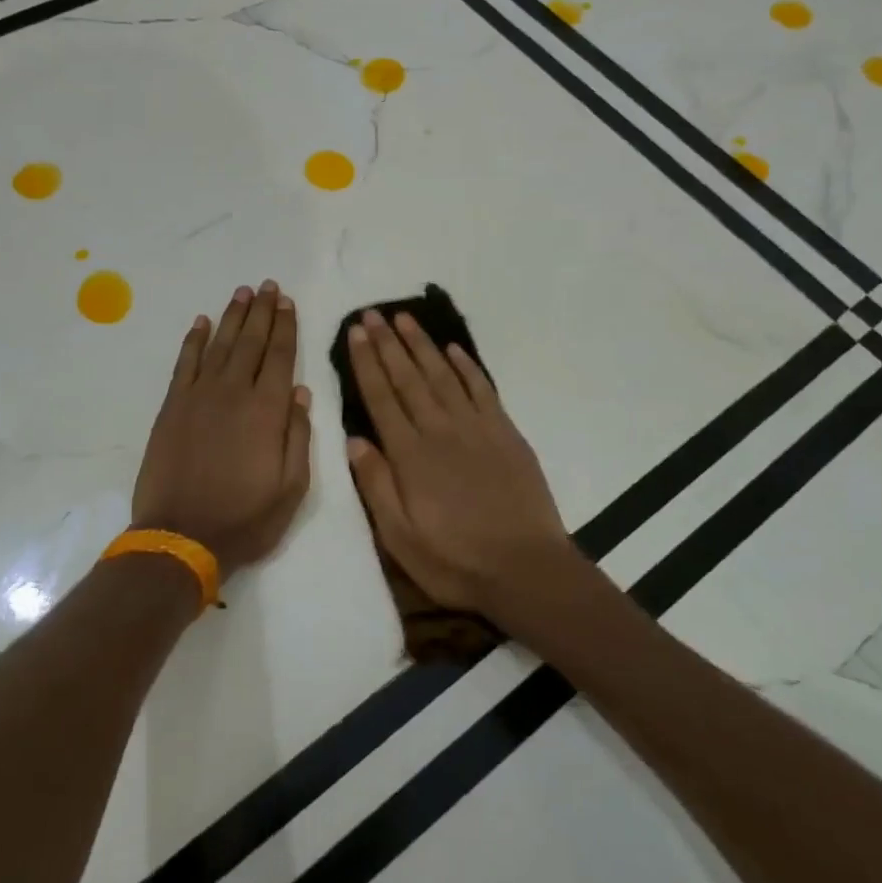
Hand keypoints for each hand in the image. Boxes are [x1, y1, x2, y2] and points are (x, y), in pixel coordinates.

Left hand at [132, 281, 312, 576]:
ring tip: (242, 293)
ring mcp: (199, 396)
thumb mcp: (291, 488)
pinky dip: (194, 340)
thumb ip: (298, 436)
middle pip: (251, 342)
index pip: (280, 357)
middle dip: (262, 312)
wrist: (181, 536)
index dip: (286, 327)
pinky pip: (185, 363)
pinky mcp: (172, 407)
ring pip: (220, 345)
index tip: (288, 302)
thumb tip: (301, 392)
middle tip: (268, 286)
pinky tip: (201, 322)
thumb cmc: (245, 518)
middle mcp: (234, 393)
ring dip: (232, 317)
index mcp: (267, 411)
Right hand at [343, 310, 576, 627]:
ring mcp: (476, 428)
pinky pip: (481, 389)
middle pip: (409, 377)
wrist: (527, 569)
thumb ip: (376, 485)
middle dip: (388, 343)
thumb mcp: (400, 538)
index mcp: (410, 455)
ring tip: (405, 318)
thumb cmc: (456, 561)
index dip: (367, 363)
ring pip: (443, 375)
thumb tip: (354, 439)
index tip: (356, 333)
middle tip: (373, 313)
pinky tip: (454, 349)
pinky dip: (466, 365)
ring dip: (422, 344)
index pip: (381, 397)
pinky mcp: (505, 433)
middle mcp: (440, 430)